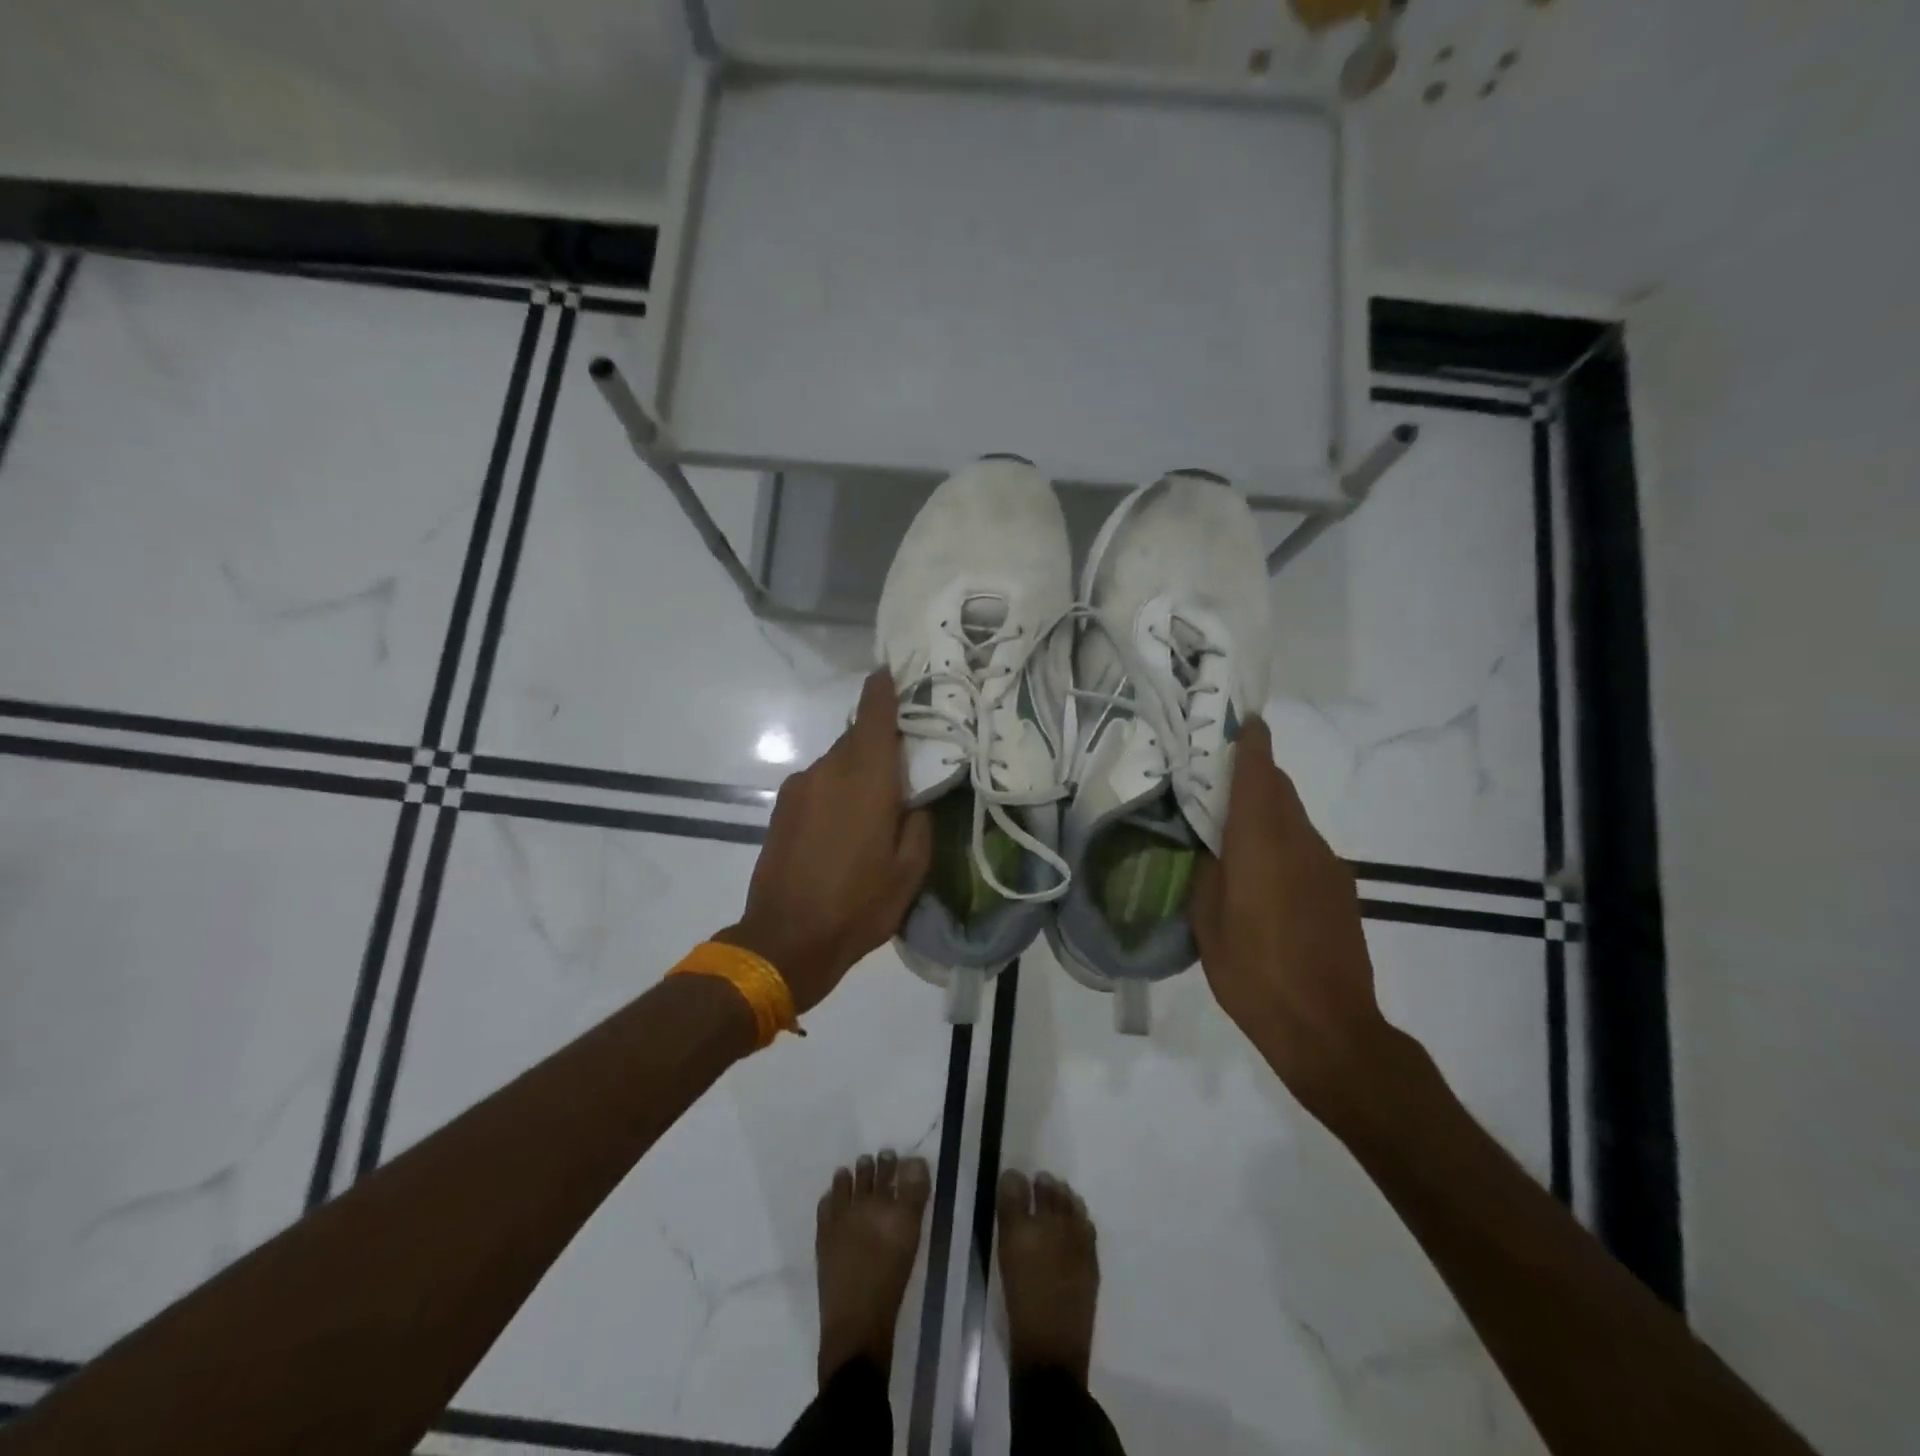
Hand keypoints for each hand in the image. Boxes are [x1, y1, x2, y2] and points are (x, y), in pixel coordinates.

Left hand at [717, 671, 931, 1012]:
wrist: (785, 940)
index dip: (883, 690)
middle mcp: (828, 770)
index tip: (891, 671)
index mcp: (866, 778)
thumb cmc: (858, 905)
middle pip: (856, 739)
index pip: (874, 715)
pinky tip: (844, 828)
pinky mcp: (782, 808)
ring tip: (874, 810)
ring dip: (857, 774)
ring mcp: (799, 788)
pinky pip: (818, 784)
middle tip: (904, 765)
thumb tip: (914, 798)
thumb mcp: (910, 870)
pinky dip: (836, 791)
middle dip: (879, 744)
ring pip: (837, 764)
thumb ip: (919, 822)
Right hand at [1191, 718, 1395, 1118]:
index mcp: (1261, 842)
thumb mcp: (1207, 921)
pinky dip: (1283, 843)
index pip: (1258, 773)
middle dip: (1253, 775)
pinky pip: (1306, 848)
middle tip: (1216, 782)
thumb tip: (1210, 847)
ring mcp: (1327, 865)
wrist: (1329, 1027)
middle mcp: (1300, 841)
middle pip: (1279, 789)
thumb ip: (1207, 871)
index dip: (1250, 742)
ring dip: (1267, 812)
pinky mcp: (1341, 890)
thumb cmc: (1253, 972)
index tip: (1241, 720)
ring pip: (1293, 819)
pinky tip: (1263, 879)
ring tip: (1234, 836)